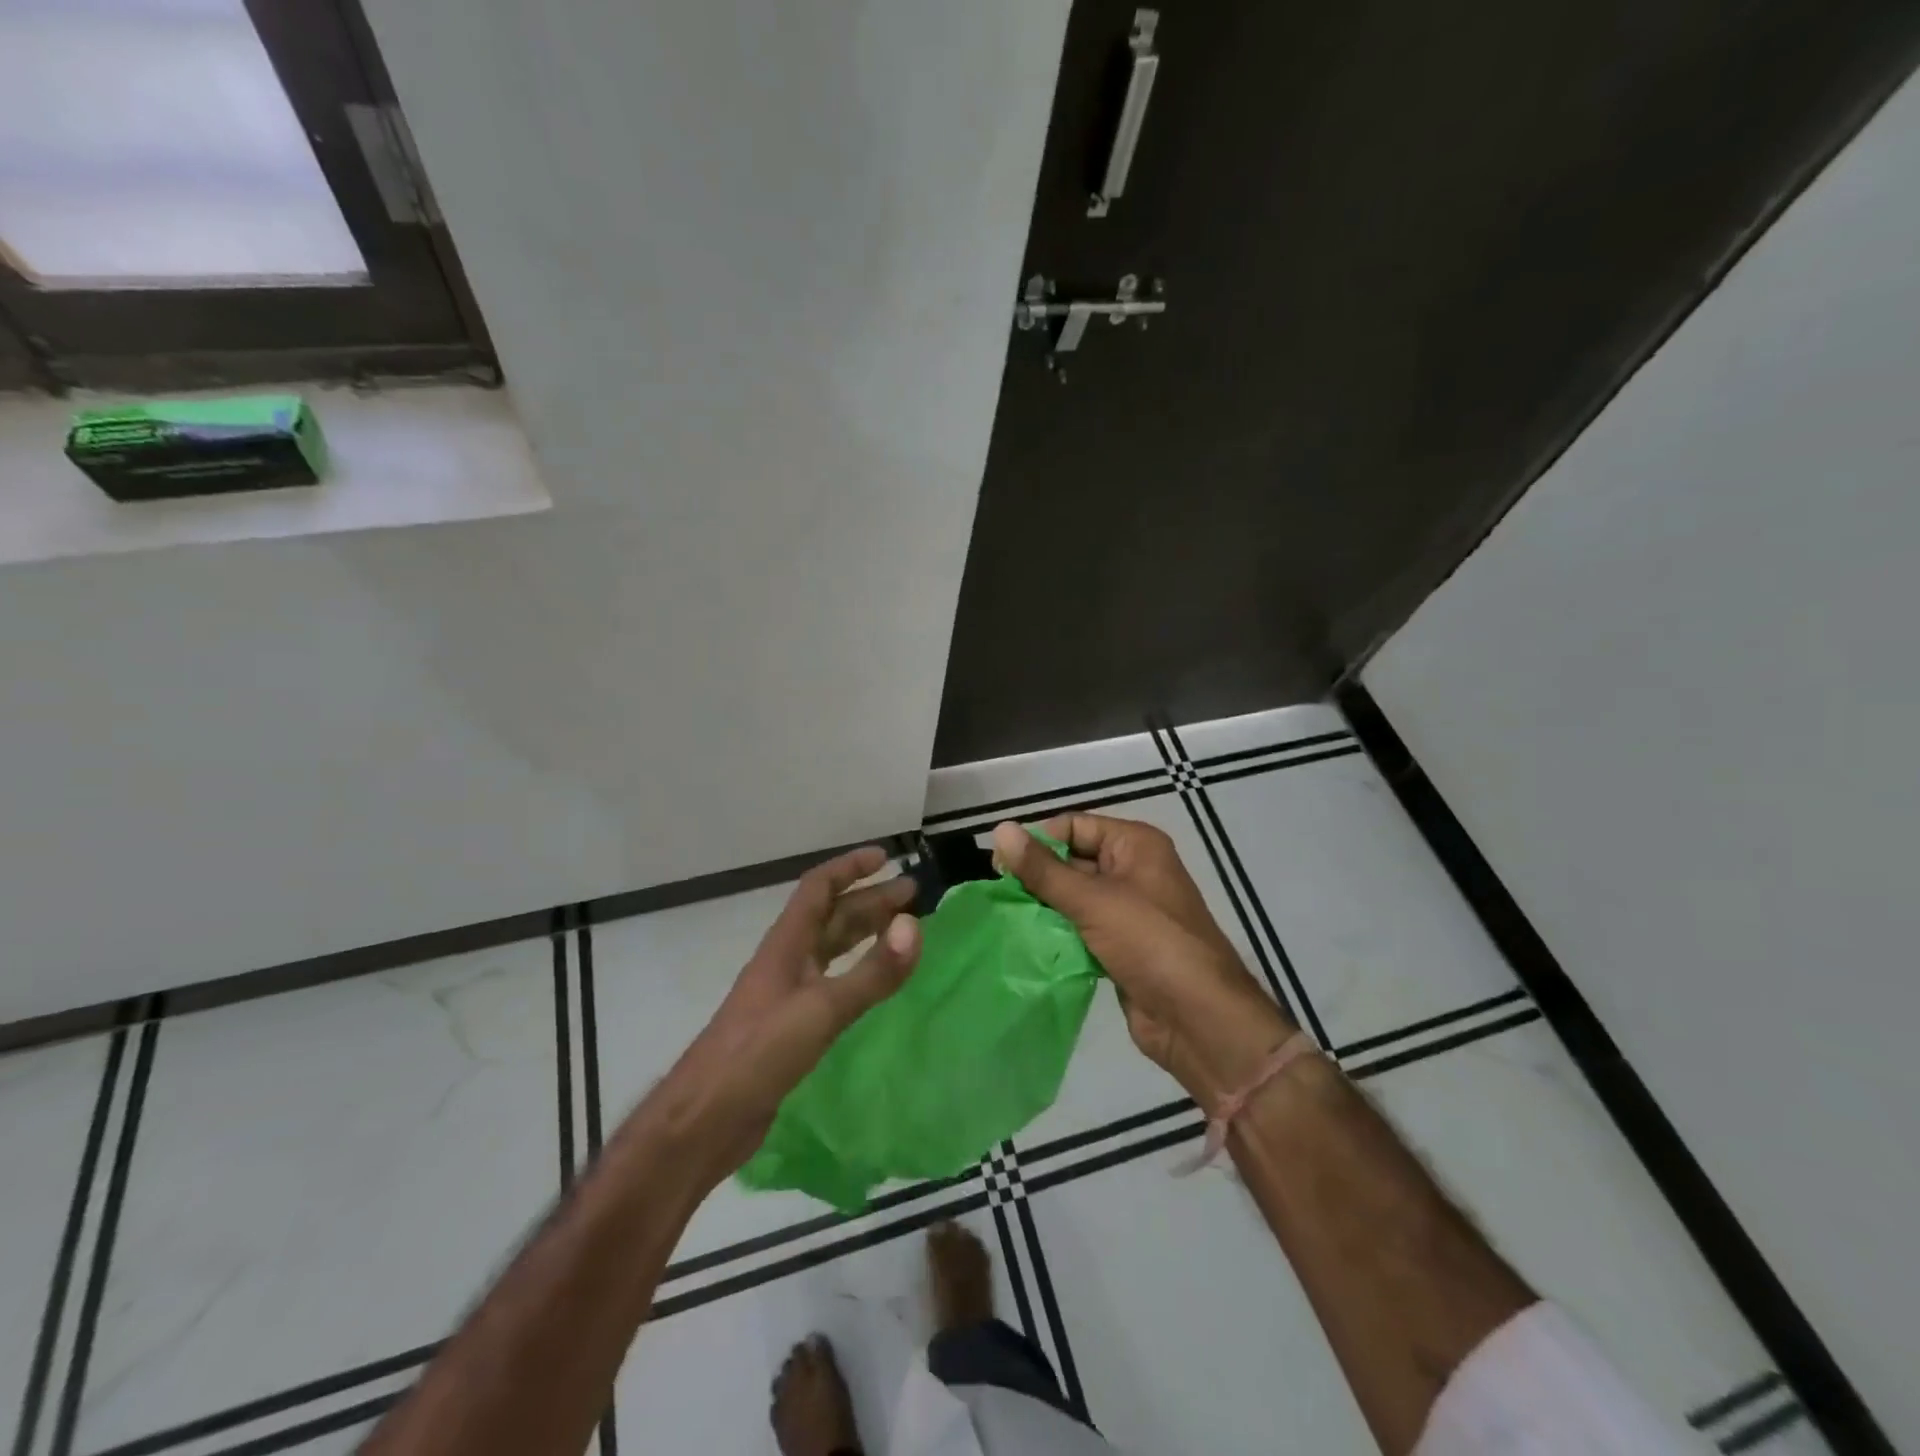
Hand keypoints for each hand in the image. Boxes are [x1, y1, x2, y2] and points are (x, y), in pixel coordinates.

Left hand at [655, 846, 919, 1180]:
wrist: (704, 1120)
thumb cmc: (758, 1054)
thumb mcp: (821, 1010)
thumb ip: (871, 973)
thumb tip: (915, 926)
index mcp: (786, 945)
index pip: (818, 888)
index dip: (850, 868)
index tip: (886, 858)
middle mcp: (787, 962)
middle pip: (831, 917)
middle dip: (870, 901)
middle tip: (913, 895)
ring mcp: (787, 995)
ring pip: (832, 950)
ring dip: (865, 933)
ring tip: (903, 929)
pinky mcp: (791, 1029)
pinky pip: (832, 984)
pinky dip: (859, 972)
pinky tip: (876, 983)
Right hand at [992, 816, 1293, 1107]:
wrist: (1199, 1019)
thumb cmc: (1150, 943)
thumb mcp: (1093, 900)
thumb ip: (1043, 869)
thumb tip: (1000, 830)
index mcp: (1135, 845)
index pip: (1075, 826)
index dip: (1038, 840)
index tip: (999, 865)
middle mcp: (1132, 870)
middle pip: (1072, 860)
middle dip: (1037, 876)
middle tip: (998, 894)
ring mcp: (1127, 911)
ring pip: (1073, 897)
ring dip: (1043, 907)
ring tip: (1005, 918)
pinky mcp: (1120, 946)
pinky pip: (1080, 929)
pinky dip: (1056, 933)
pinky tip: (1026, 942)